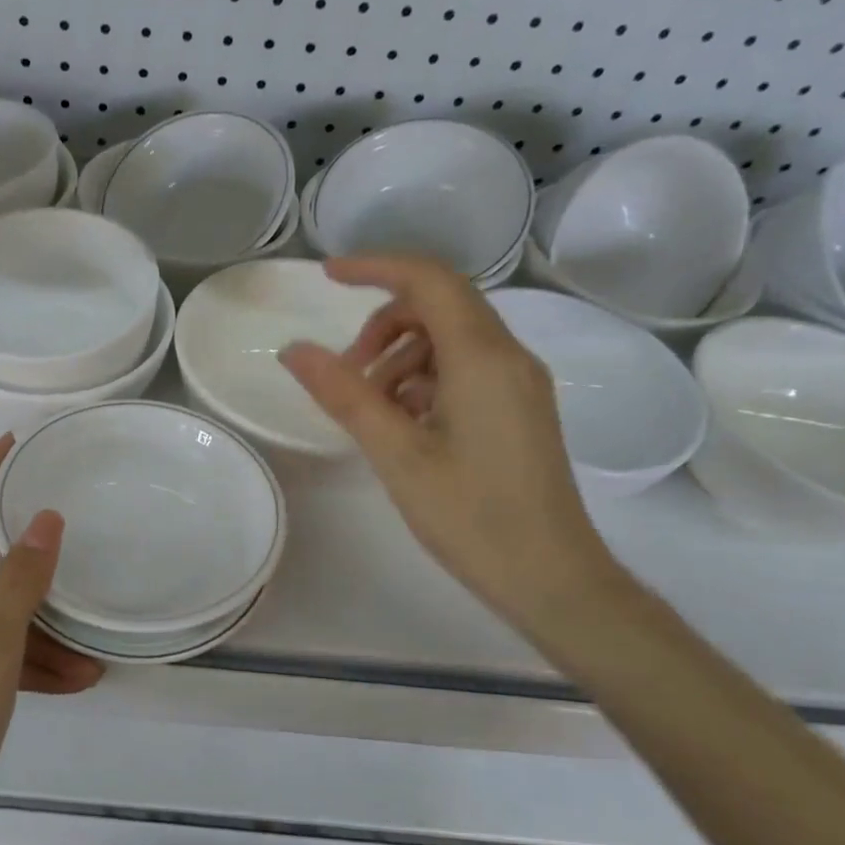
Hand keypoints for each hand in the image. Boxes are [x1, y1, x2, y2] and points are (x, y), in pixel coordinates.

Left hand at [0, 436, 101, 844]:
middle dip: (26, 548)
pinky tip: (76, 681)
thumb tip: (45, 519)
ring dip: (43, 626)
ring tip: (92, 647)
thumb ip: (19, 583)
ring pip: (0, 615)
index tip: (15, 441)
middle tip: (69, 528)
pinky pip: (0, 655)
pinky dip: (34, 663)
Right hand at [280, 255, 617, 628]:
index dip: (376, 267)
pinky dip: (424, 379)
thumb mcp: (396, 454)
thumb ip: (344, 395)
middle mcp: (509, 357)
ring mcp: (519, 383)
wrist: (551, 577)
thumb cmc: (471, 516)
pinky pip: (465, 369)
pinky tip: (402, 424)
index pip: (429, 280)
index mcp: (483, 358)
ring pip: (451, 339)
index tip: (326, 276)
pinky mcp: (519, 409)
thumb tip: (294, 350)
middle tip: (346, 372)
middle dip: (383, 324)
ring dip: (401, 356)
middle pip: (440, 305)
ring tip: (369, 408)